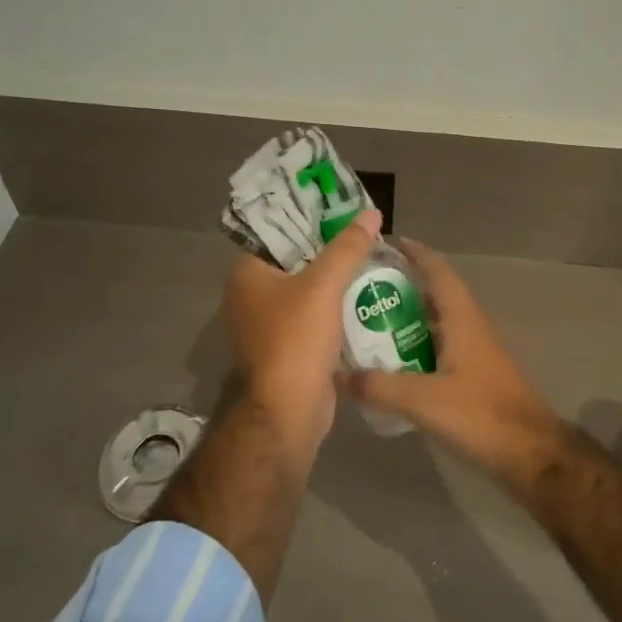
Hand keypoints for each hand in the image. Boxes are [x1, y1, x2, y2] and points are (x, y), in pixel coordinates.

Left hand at [224, 208, 382, 439]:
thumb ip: (348, 248)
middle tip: (366, 233)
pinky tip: (368, 296)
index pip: (279, 232)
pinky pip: (315, 316)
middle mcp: (252, 295)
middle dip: (331, 249)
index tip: (344, 209)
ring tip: (374, 259)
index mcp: (248, 273)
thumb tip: (371, 213)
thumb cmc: (296, 340)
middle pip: (297, 260)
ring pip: (309, 290)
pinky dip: (337, 307)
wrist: (288, 412)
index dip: (311, 218)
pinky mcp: (289, 347)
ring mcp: (269, 324)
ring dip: (337, 279)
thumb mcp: (324, 286)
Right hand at [342, 240, 563, 479]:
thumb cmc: (482, 416)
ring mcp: (475, 354)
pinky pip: (440, 350)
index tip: (386, 243)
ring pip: (437, 325)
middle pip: (435, 295)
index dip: (416, 253)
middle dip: (403, 287)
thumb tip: (337, 374)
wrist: (532, 455)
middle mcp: (470, 328)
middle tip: (363, 288)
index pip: (438, 271)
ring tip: (368, 323)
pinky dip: (416, 349)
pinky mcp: (475, 378)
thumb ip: (380, 386)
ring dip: (408, 320)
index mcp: (463, 319)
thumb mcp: (424, 400)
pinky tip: (393, 365)